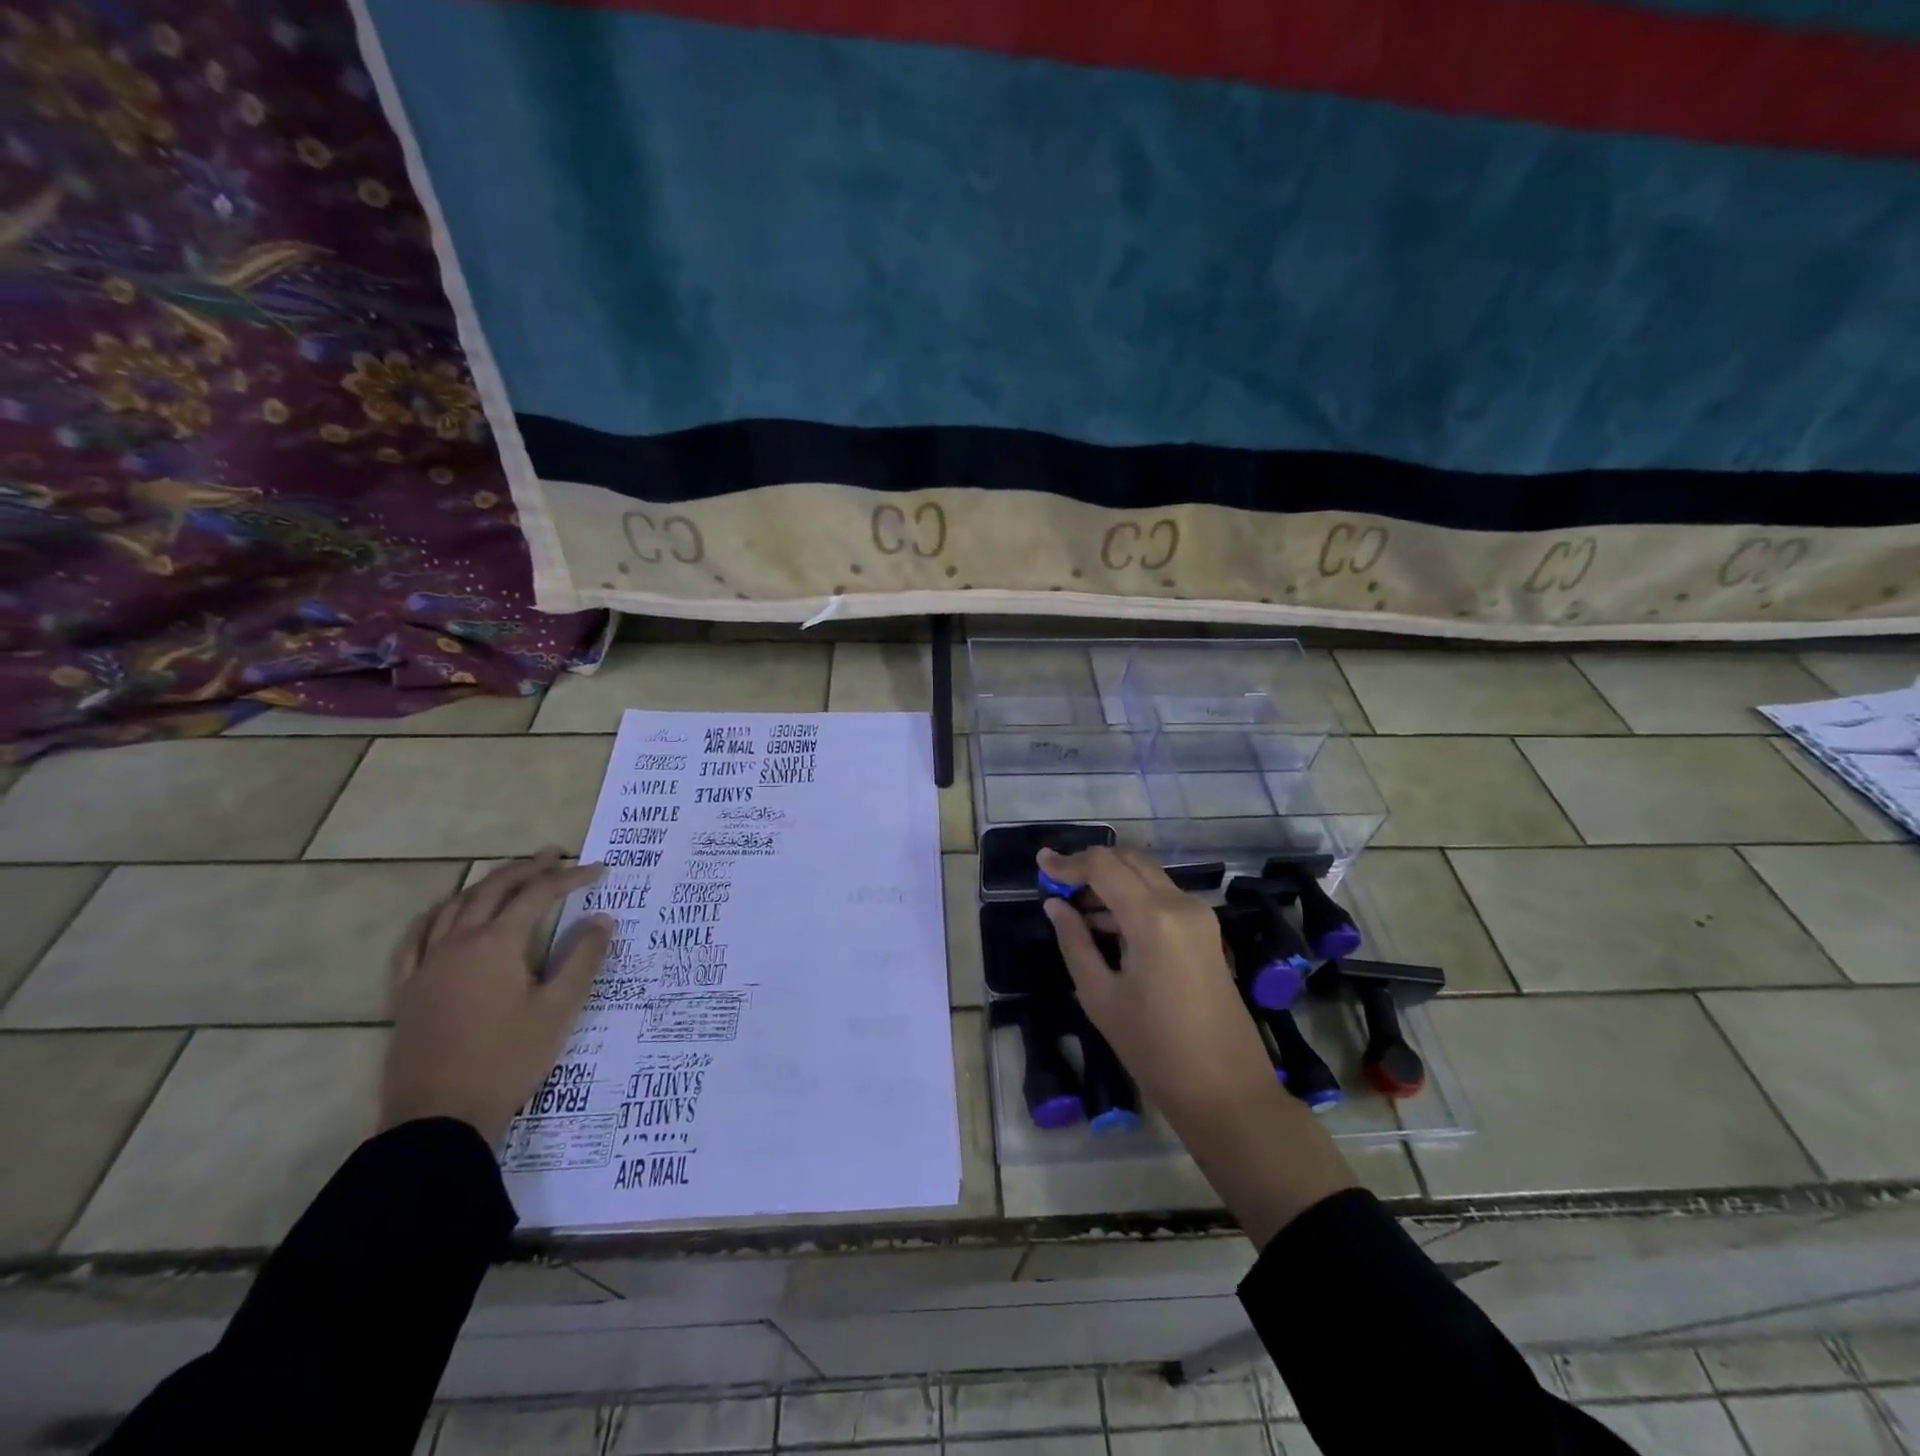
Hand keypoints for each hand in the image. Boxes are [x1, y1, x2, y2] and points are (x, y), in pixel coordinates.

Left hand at [381, 849, 613, 1146]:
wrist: (439, 1120)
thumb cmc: (508, 1060)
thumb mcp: (558, 1009)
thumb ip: (582, 958)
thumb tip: (602, 918)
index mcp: (495, 945)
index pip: (538, 895)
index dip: (570, 878)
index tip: (600, 870)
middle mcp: (457, 944)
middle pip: (493, 890)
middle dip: (527, 868)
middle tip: (555, 855)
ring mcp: (425, 966)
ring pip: (453, 907)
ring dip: (486, 885)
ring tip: (509, 877)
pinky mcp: (406, 992)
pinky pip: (414, 939)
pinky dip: (435, 916)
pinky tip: (442, 914)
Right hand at [1038, 846, 1275, 1125]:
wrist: (1227, 1091)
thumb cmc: (1155, 1050)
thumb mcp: (1101, 997)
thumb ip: (1075, 942)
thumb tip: (1055, 905)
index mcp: (1153, 918)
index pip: (1103, 866)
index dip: (1068, 861)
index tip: (1039, 862)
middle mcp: (1180, 903)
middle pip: (1129, 860)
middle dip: (1090, 865)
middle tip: (1057, 884)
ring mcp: (1199, 916)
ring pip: (1147, 875)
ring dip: (1111, 881)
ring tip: (1074, 908)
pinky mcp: (1206, 932)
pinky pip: (1162, 897)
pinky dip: (1132, 898)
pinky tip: (1106, 924)